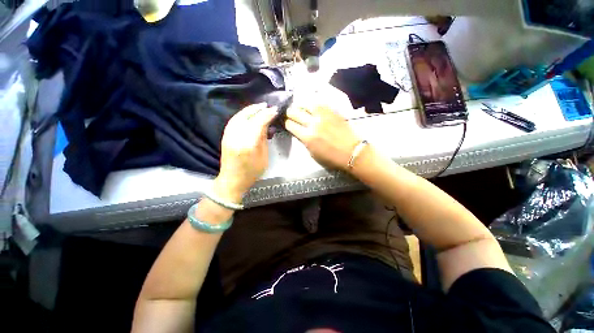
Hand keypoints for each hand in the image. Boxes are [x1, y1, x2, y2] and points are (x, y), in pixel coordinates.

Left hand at [215, 103, 277, 202]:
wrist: (232, 180)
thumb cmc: (252, 172)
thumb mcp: (263, 157)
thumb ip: (263, 139)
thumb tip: (266, 124)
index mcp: (248, 144)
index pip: (258, 123)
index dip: (267, 115)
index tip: (275, 110)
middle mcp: (236, 137)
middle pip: (247, 116)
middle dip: (258, 109)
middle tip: (268, 105)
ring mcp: (228, 135)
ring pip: (239, 116)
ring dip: (250, 109)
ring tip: (259, 106)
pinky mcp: (225, 136)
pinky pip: (234, 120)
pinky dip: (242, 114)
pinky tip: (248, 113)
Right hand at [285, 104, 360, 170]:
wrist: (352, 151)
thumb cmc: (332, 157)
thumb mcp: (313, 153)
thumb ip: (304, 141)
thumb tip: (299, 132)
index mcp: (307, 137)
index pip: (290, 125)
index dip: (285, 123)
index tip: (285, 122)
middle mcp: (313, 123)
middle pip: (294, 112)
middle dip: (289, 113)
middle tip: (289, 114)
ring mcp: (323, 115)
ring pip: (305, 104)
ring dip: (299, 105)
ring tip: (299, 108)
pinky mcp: (332, 111)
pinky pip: (318, 103)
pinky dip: (312, 104)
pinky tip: (311, 107)